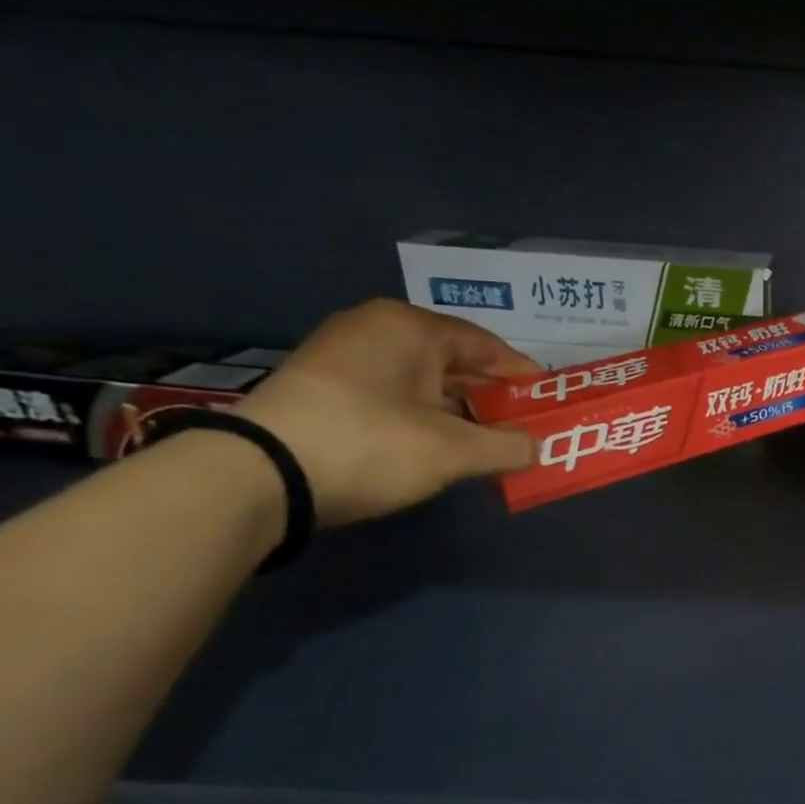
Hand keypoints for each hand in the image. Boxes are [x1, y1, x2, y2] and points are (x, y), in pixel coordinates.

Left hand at [236, 300, 539, 525]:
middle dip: (491, 396)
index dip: (522, 375)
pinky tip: (440, 445)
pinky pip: (393, 394)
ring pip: (422, 380)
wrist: (258, 476)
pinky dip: (424, 416)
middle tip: (522, 426)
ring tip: (488, 442)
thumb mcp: (453, 451)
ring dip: (459, 410)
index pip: (486, 344)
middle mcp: (375, 329)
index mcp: (410, 327)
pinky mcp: (322, 388)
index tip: (547, 402)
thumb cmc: (371, 445)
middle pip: (454, 361)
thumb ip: (508, 446)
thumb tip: (537, 447)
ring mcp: (342, 356)